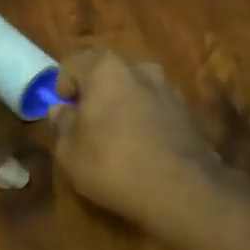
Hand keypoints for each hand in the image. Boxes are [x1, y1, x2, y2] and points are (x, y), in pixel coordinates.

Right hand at [49, 49, 227, 228]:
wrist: (180, 189)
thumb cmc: (113, 163)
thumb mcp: (70, 152)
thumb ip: (62, 125)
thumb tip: (61, 110)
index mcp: (106, 69)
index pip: (75, 60)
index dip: (63, 82)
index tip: (63, 108)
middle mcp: (140, 69)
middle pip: (109, 73)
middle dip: (97, 93)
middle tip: (88, 123)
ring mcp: (169, 90)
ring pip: (136, 90)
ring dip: (124, 106)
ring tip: (119, 138)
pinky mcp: (188, 113)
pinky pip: (157, 109)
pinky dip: (146, 121)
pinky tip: (144, 149)